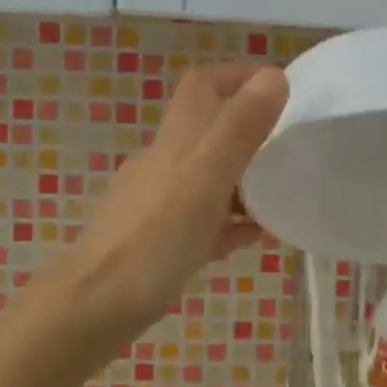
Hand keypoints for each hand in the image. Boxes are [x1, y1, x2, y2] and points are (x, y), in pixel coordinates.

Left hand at [55, 62, 288, 338]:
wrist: (91, 311)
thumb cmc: (153, 241)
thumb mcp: (205, 179)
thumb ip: (239, 130)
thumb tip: (273, 75)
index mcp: (177, 141)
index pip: (204, 85)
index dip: (240, 75)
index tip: (282, 88)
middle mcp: (166, 163)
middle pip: (210, 130)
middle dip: (252, 130)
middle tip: (295, 146)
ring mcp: (159, 203)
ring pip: (210, 176)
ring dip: (246, 178)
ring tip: (285, 194)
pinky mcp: (159, 241)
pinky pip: (204, 219)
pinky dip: (231, 221)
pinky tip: (255, 238)